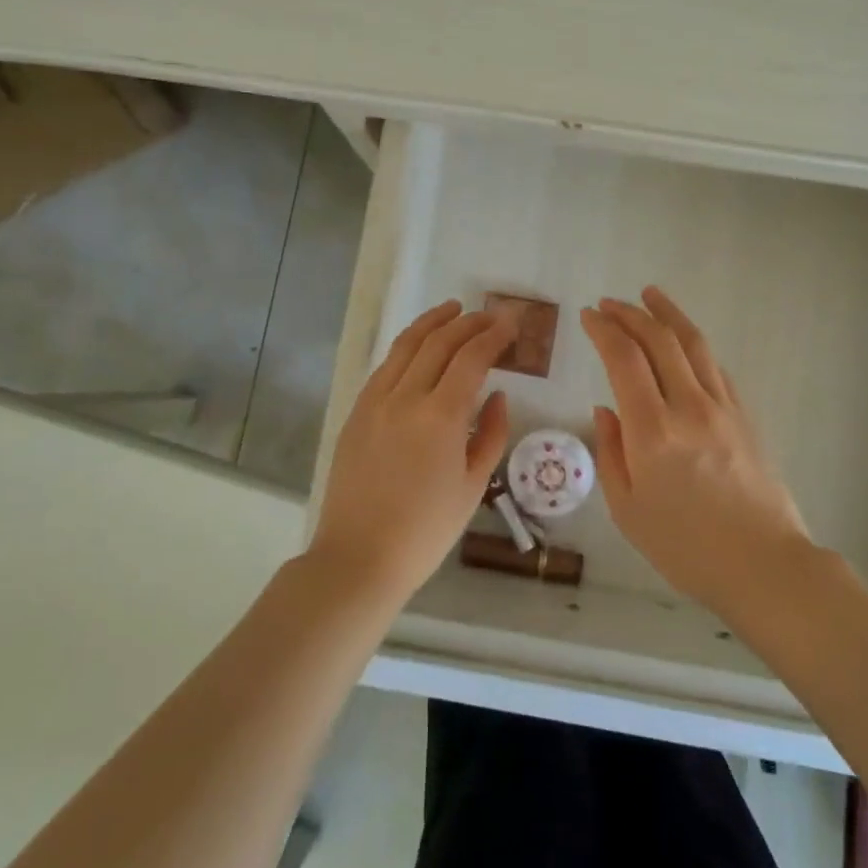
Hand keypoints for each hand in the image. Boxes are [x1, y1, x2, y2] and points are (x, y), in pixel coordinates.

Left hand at [309, 300, 513, 604]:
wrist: (358, 558)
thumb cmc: (425, 531)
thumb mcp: (473, 487)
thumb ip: (491, 434)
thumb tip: (496, 395)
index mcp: (441, 417)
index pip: (471, 358)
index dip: (493, 335)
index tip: (510, 323)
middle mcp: (406, 397)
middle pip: (439, 342)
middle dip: (468, 322)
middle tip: (489, 315)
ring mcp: (375, 402)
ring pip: (406, 346)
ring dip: (432, 322)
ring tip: (452, 309)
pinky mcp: (357, 413)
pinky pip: (385, 367)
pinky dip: (406, 347)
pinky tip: (417, 347)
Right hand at [581, 287, 810, 614]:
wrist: (764, 565)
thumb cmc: (685, 547)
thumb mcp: (627, 510)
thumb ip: (611, 452)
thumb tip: (606, 408)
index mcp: (652, 431)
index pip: (624, 359)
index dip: (604, 330)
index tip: (589, 316)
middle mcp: (688, 406)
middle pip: (659, 340)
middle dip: (631, 314)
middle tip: (610, 303)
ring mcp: (722, 407)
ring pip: (693, 344)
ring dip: (668, 314)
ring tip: (650, 295)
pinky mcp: (745, 415)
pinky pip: (715, 367)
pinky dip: (694, 345)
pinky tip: (684, 342)